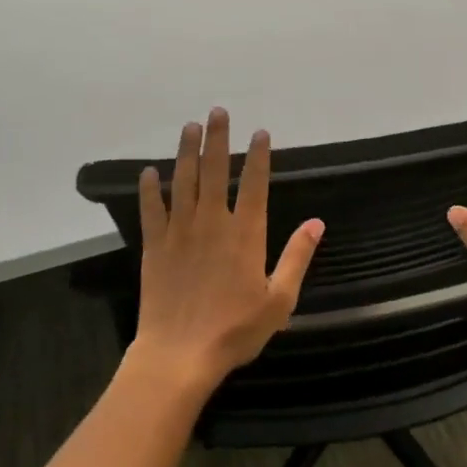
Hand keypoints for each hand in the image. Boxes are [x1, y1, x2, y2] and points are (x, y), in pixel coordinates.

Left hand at [130, 108, 322, 392]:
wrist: (179, 355)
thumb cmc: (235, 330)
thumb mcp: (279, 299)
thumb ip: (297, 256)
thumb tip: (317, 222)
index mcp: (246, 234)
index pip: (255, 184)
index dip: (258, 155)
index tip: (260, 132)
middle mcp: (212, 223)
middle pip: (215, 171)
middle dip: (217, 138)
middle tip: (217, 111)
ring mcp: (180, 232)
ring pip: (183, 182)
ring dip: (187, 152)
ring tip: (189, 126)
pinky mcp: (155, 247)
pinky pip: (151, 210)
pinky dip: (149, 189)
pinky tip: (149, 171)